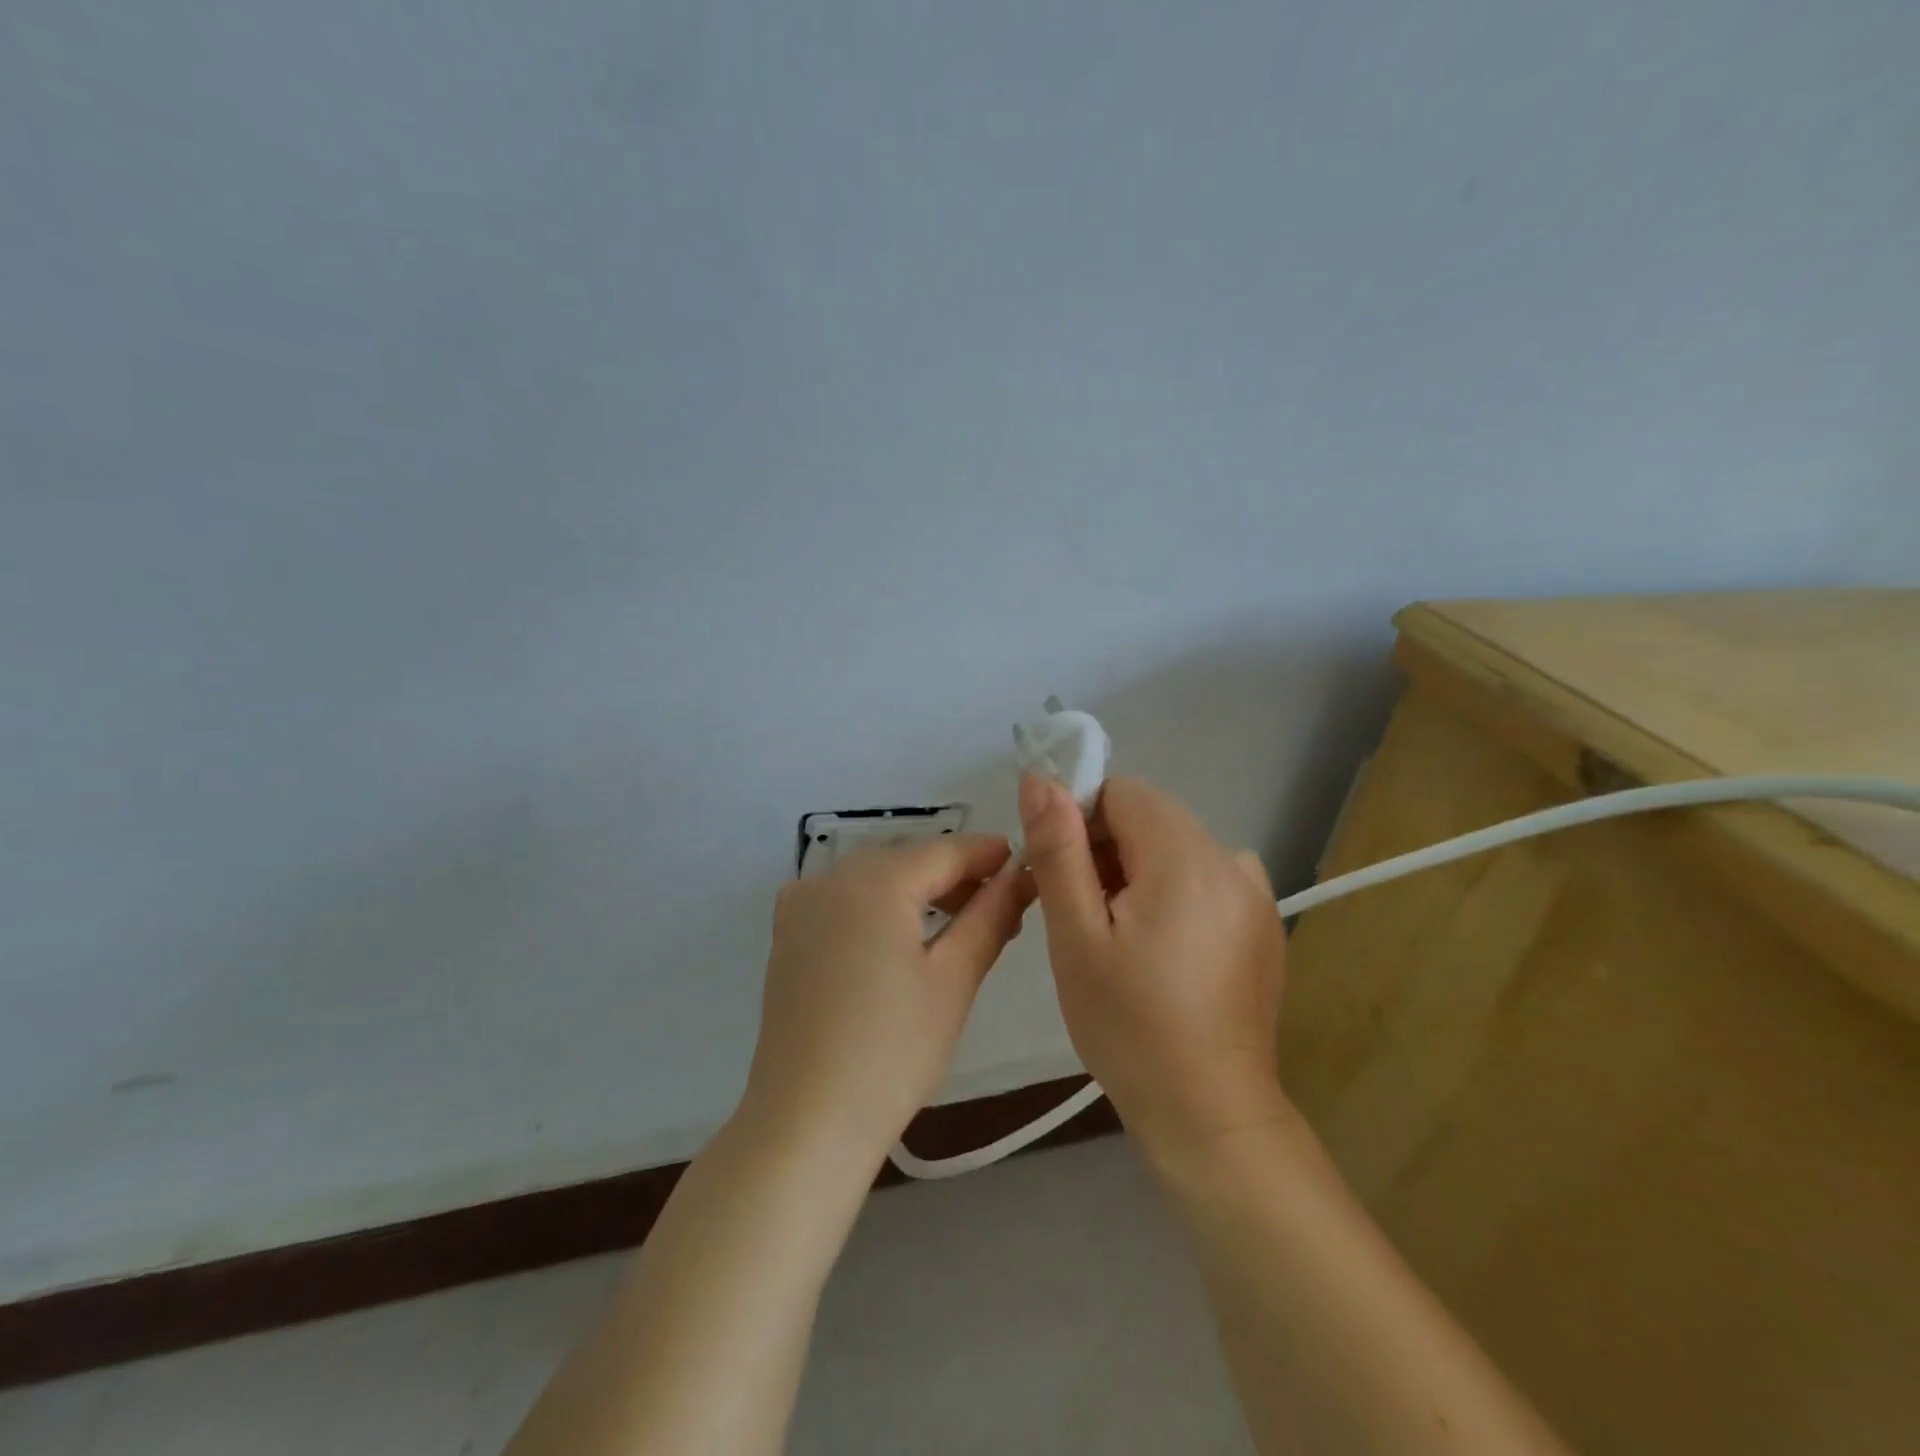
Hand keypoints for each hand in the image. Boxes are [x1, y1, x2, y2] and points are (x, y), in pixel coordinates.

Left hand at [742, 834, 1033, 1163]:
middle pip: (907, 861)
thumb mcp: (953, 980)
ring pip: (874, 880)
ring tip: (962, 926)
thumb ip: (990, 917)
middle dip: (955, 877)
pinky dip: (880, 908)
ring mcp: (800, 906)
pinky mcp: (787, 936)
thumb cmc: (892, 1050)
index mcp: (873, 881)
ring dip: (919, 893)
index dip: (988, 854)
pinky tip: (902, 937)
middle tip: (1002, 908)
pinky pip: (844, 901)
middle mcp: (830, 878)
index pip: (944, 850)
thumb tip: (1022, 876)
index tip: (1027, 864)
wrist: (806, 1122)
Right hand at [1018, 773, 1290, 1159]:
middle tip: (1086, 918)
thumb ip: (1058, 849)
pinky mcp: (1264, 922)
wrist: (1209, 1114)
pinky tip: (1163, 952)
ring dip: (1139, 874)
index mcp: (1187, 857)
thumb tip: (1040, 778)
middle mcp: (1232, 860)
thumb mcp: (1076, 935)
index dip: (1081, 823)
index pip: (1122, 792)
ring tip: (1122, 941)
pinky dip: (1174, 895)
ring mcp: (1256, 893)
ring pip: (1176, 848)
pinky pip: (1206, 879)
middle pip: (1151, 817)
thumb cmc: (1128, 1025)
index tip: (1065, 879)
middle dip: (1108, 851)